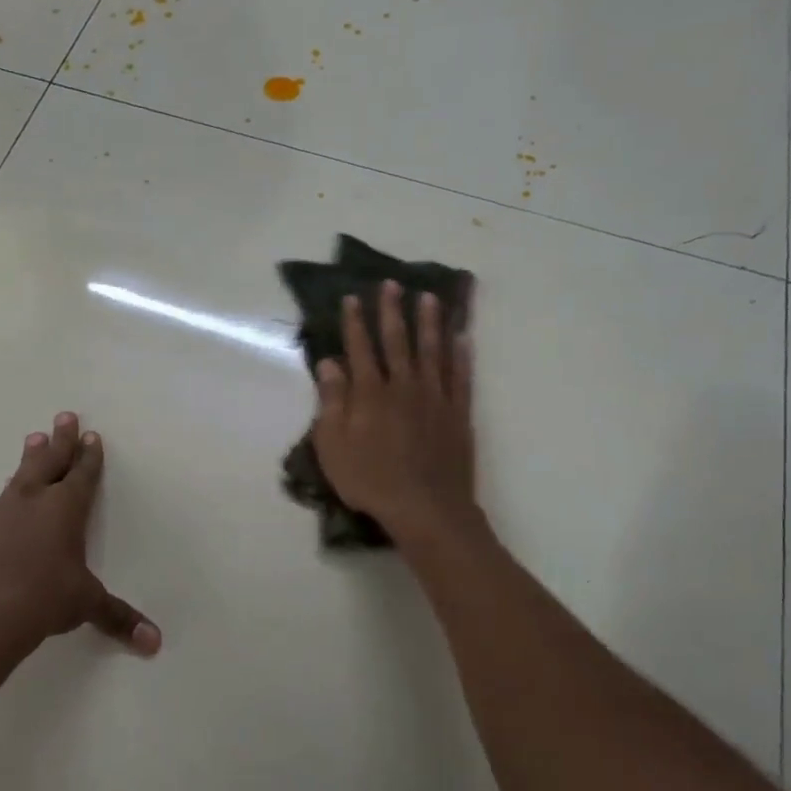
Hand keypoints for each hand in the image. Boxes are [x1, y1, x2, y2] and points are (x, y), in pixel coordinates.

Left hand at [0, 413, 161, 656]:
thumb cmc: (44, 598)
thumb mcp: (85, 605)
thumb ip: (118, 618)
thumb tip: (155, 643)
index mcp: (66, 509)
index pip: (82, 475)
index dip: (89, 456)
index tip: (91, 435)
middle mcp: (34, 501)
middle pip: (50, 461)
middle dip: (61, 440)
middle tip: (64, 415)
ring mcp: (3, 512)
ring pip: (21, 475)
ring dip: (31, 456)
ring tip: (33, 438)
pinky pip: (1, 499)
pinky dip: (10, 490)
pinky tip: (8, 493)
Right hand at [311, 281, 478, 543]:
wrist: (425, 507)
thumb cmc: (370, 481)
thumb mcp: (333, 445)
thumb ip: (331, 401)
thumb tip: (329, 363)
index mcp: (370, 393)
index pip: (360, 348)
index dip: (355, 322)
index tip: (353, 298)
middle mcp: (403, 386)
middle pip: (397, 341)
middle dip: (392, 311)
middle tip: (392, 283)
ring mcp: (435, 398)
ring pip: (432, 350)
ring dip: (429, 322)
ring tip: (428, 297)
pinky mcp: (458, 413)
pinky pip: (461, 376)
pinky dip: (461, 355)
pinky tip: (462, 338)